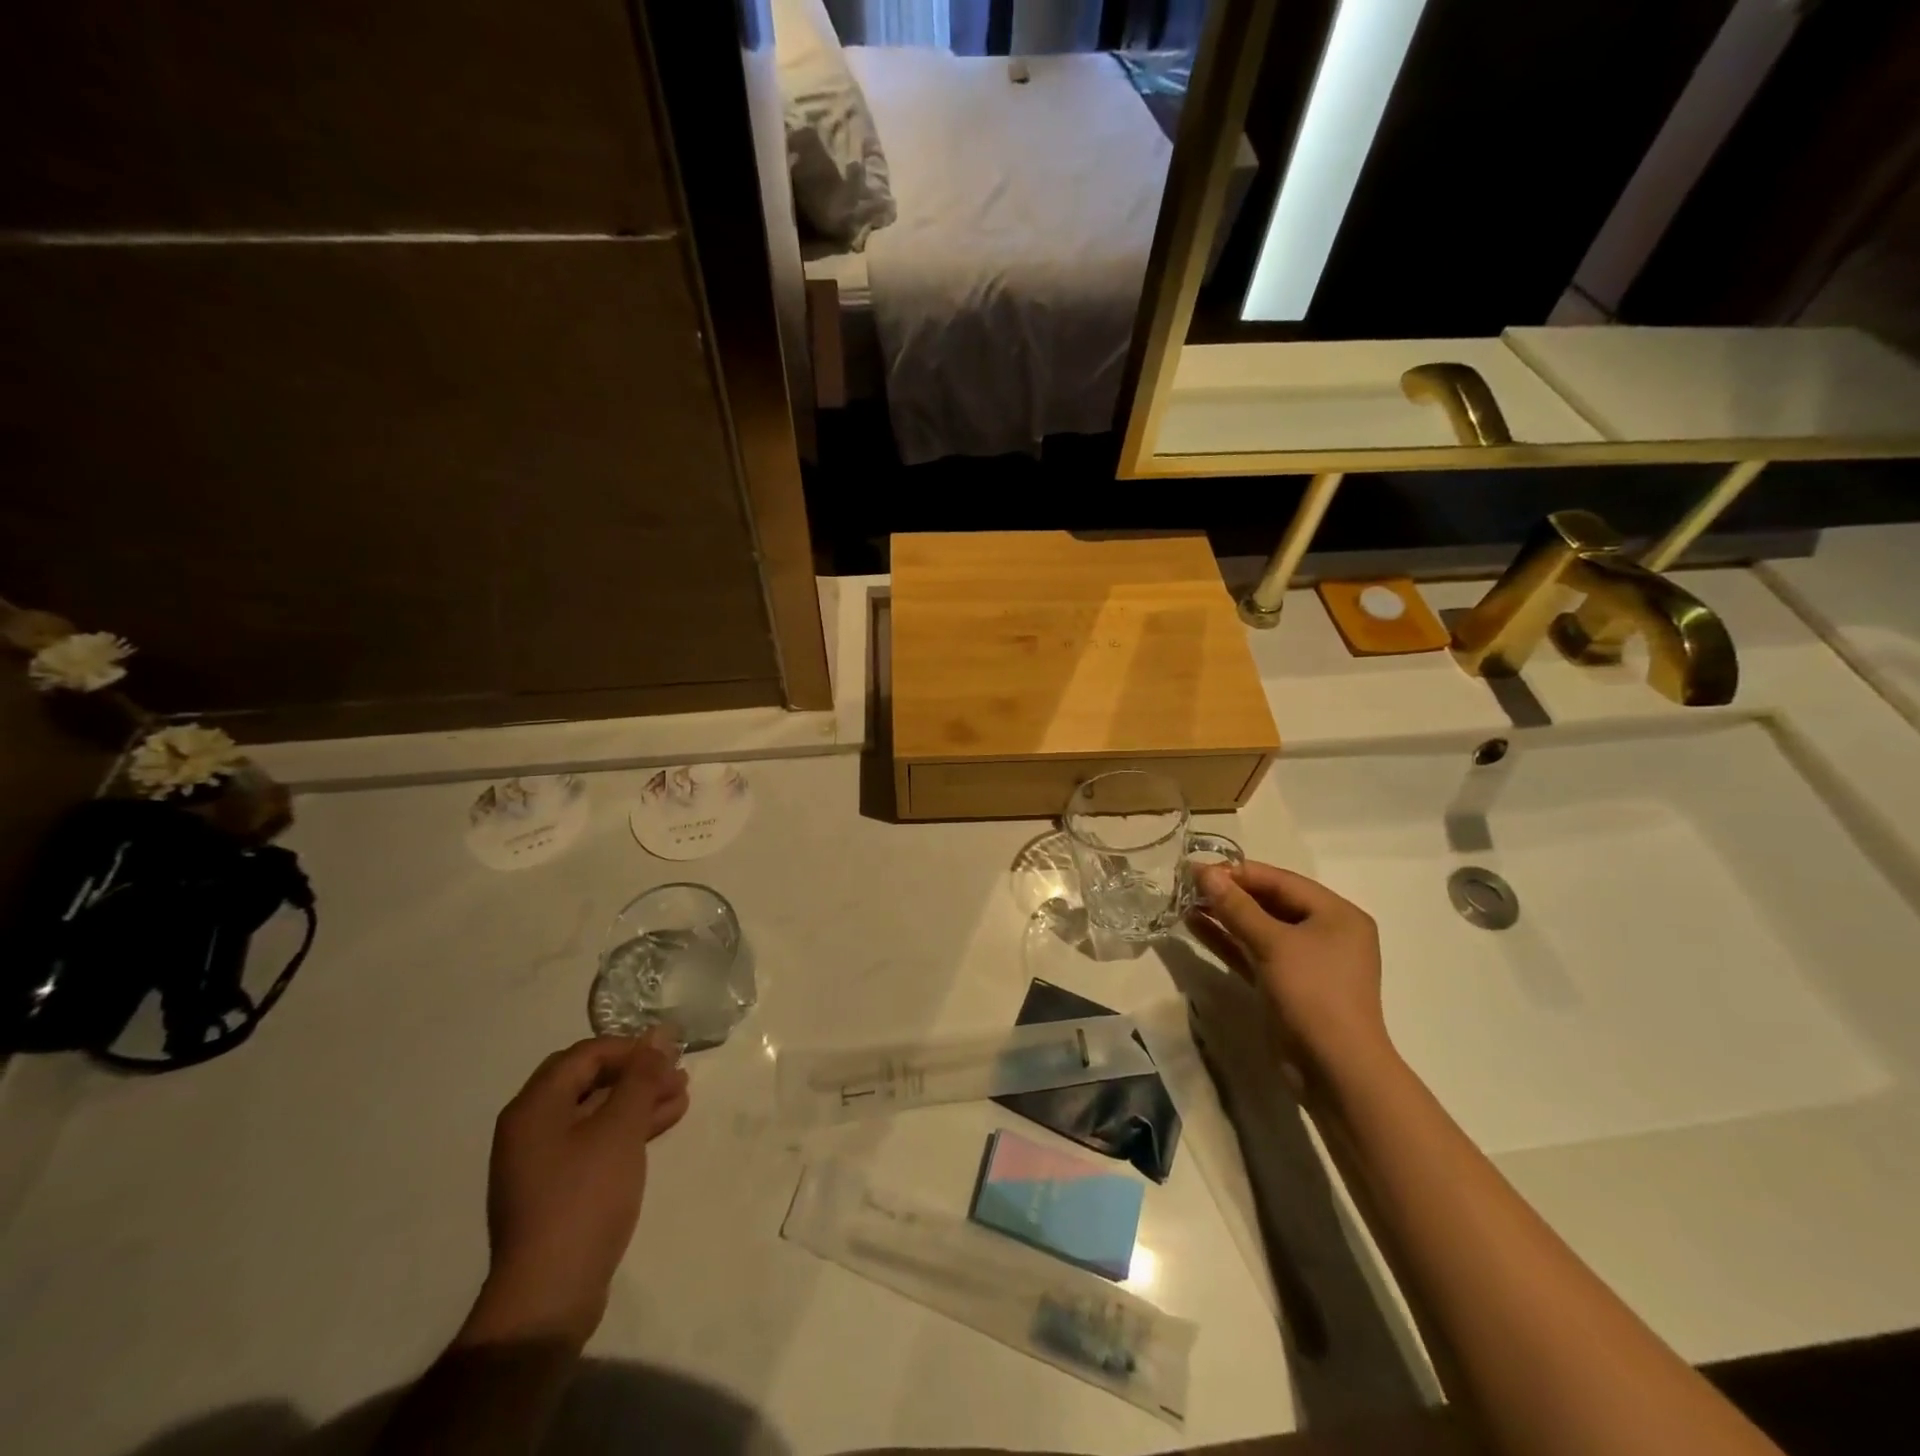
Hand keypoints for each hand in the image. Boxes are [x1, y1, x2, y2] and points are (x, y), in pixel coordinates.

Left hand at [460, 1032, 689, 1349]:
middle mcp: (531, 1128)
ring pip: (596, 1112)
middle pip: (589, 1081)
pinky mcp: (558, 1189)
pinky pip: (595, 1141)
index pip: (585, 1055)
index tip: (669, 1053)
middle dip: (637, 1074)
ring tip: (682, 1096)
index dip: (629, 1047)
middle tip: (678, 1073)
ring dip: (638, 1100)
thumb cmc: (584, 1197)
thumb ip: (641, 1077)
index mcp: (534, 1107)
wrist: (550, 1294)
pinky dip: (628, 1129)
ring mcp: (542, 1161)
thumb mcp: (620, 1129)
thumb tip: (659, 1035)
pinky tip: (663, 1124)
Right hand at [1191, 861, 1394, 1082]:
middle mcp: (1325, 932)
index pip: (1281, 880)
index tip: (1198, 868)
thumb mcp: (1273, 944)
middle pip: (1270, 902)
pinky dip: (1228, 940)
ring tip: (1185, 901)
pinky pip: (1254, 952)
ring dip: (1224, 915)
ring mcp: (1305, 960)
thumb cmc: (1313, 994)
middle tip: (1188, 884)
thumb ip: (1237, 907)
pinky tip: (1196, 925)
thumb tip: (1205, 873)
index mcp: (1336, 914)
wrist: (1335, 1070)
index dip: (1238, 872)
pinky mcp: (1286, 984)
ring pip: (1259, 928)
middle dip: (1229, 893)